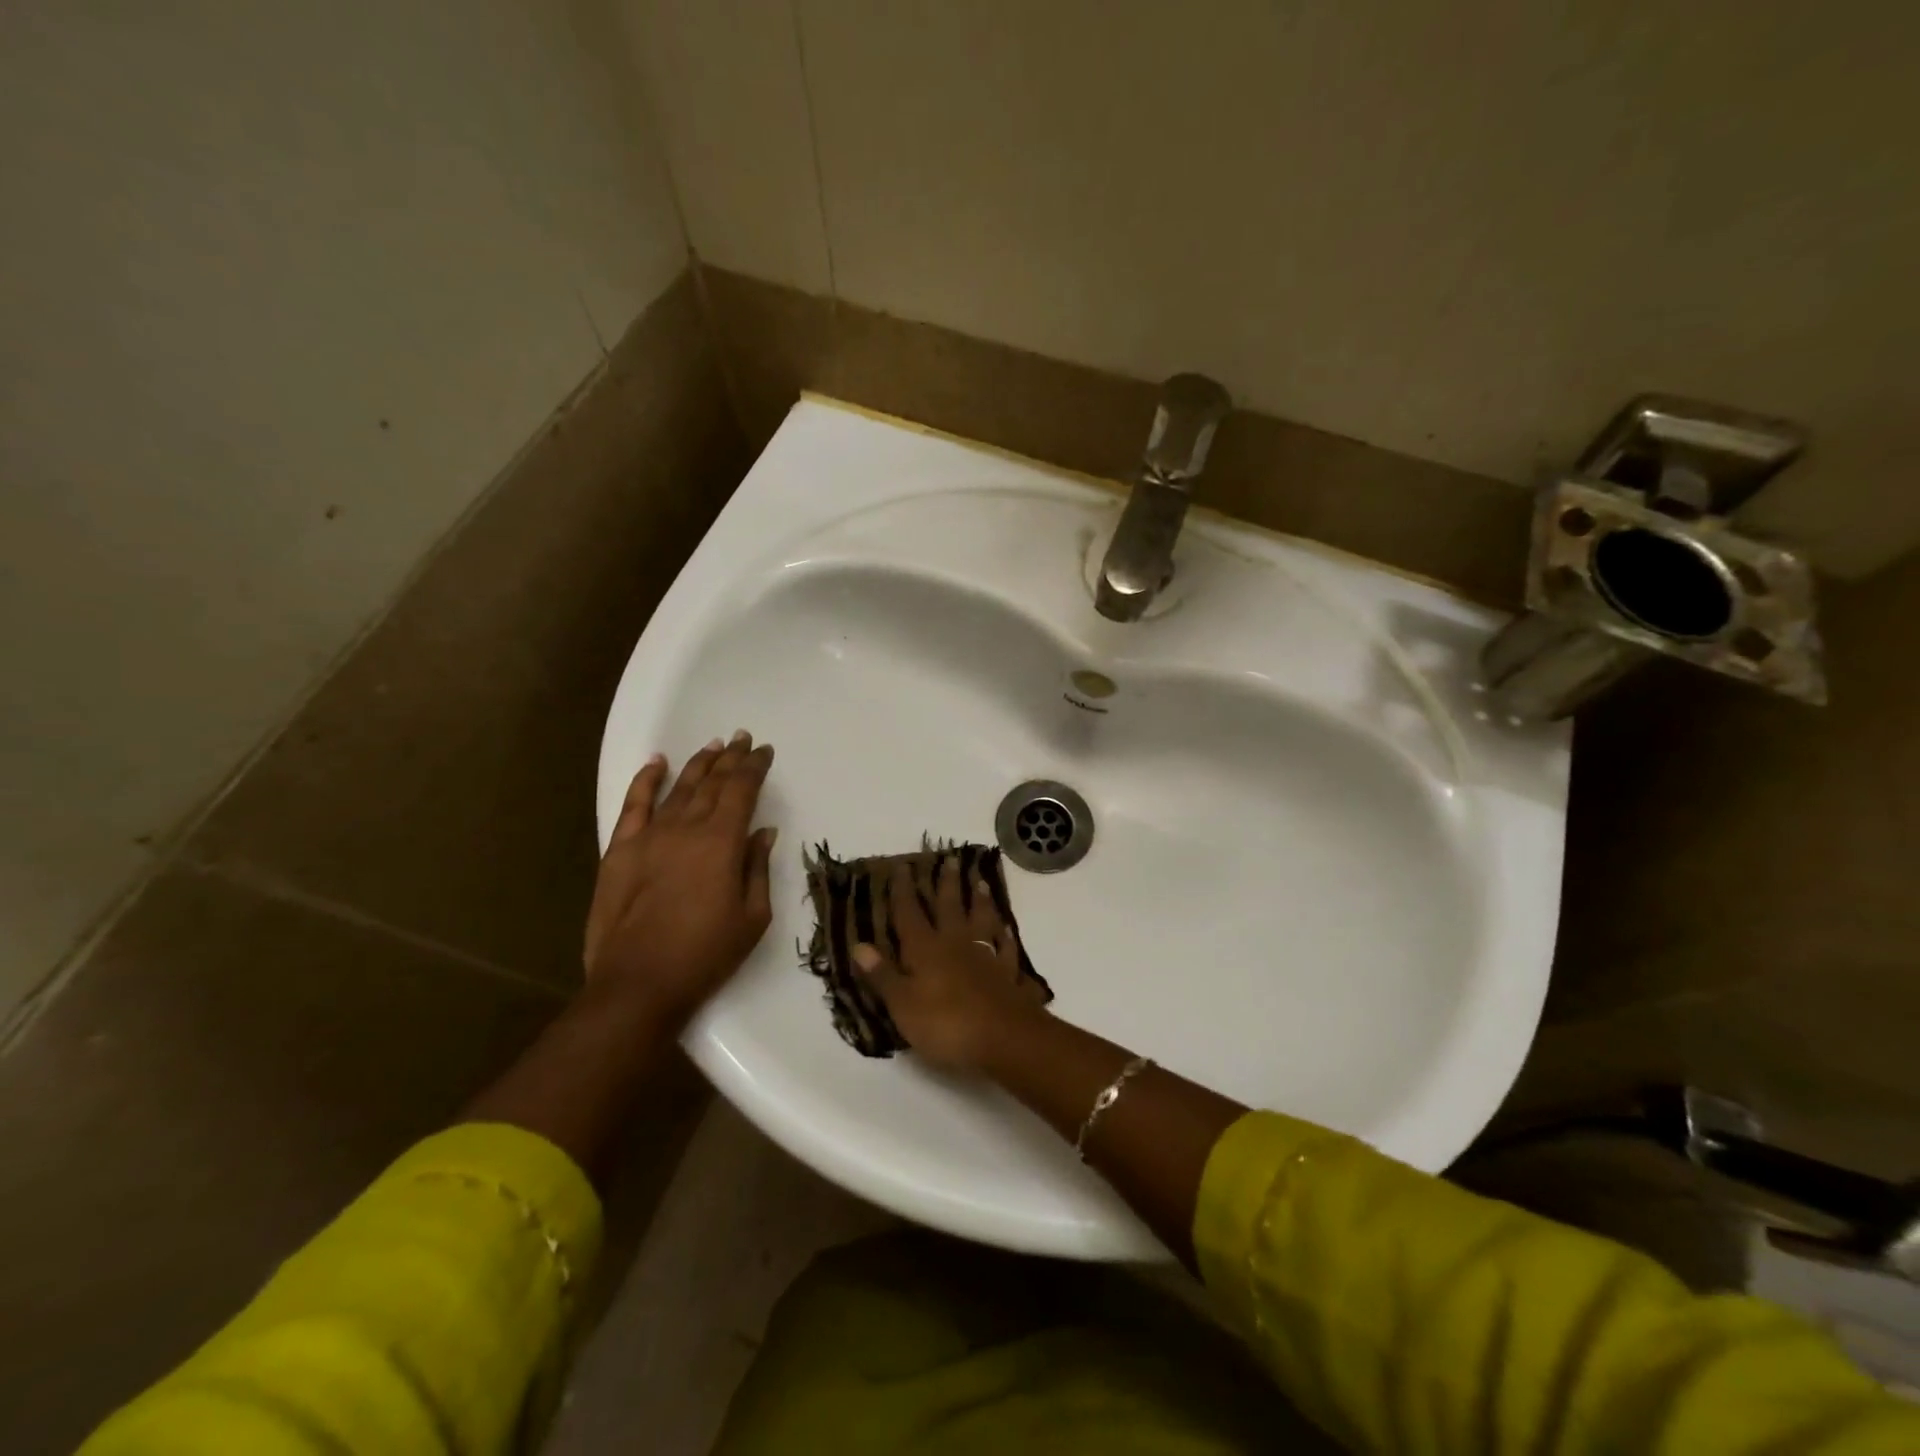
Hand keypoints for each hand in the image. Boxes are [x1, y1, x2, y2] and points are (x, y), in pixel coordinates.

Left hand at [583, 730, 777, 1029]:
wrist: (638, 983)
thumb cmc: (705, 955)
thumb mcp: (752, 917)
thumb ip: (757, 868)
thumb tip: (763, 832)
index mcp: (722, 842)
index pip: (742, 790)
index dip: (754, 767)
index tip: (765, 751)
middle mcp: (686, 828)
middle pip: (712, 782)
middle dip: (730, 758)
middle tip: (743, 738)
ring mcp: (649, 836)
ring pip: (678, 788)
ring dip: (698, 764)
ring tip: (714, 745)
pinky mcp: (620, 850)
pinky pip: (633, 805)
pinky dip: (645, 780)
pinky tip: (656, 762)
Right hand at [852, 860, 1048, 1070]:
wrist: (1004, 1036)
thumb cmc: (946, 1023)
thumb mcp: (903, 1004)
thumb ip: (883, 974)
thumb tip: (859, 944)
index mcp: (925, 949)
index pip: (910, 913)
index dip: (903, 891)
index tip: (902, 866)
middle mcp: (955, 944)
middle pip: (950, 907)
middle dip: (947, 883)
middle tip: (950, 859)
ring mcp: (985, 956)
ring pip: (981, 920)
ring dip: (980, 900)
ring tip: (981, 882)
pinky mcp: (1008, 974)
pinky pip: (1006, 949)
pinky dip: (1005, 937)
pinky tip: (1007, 929)